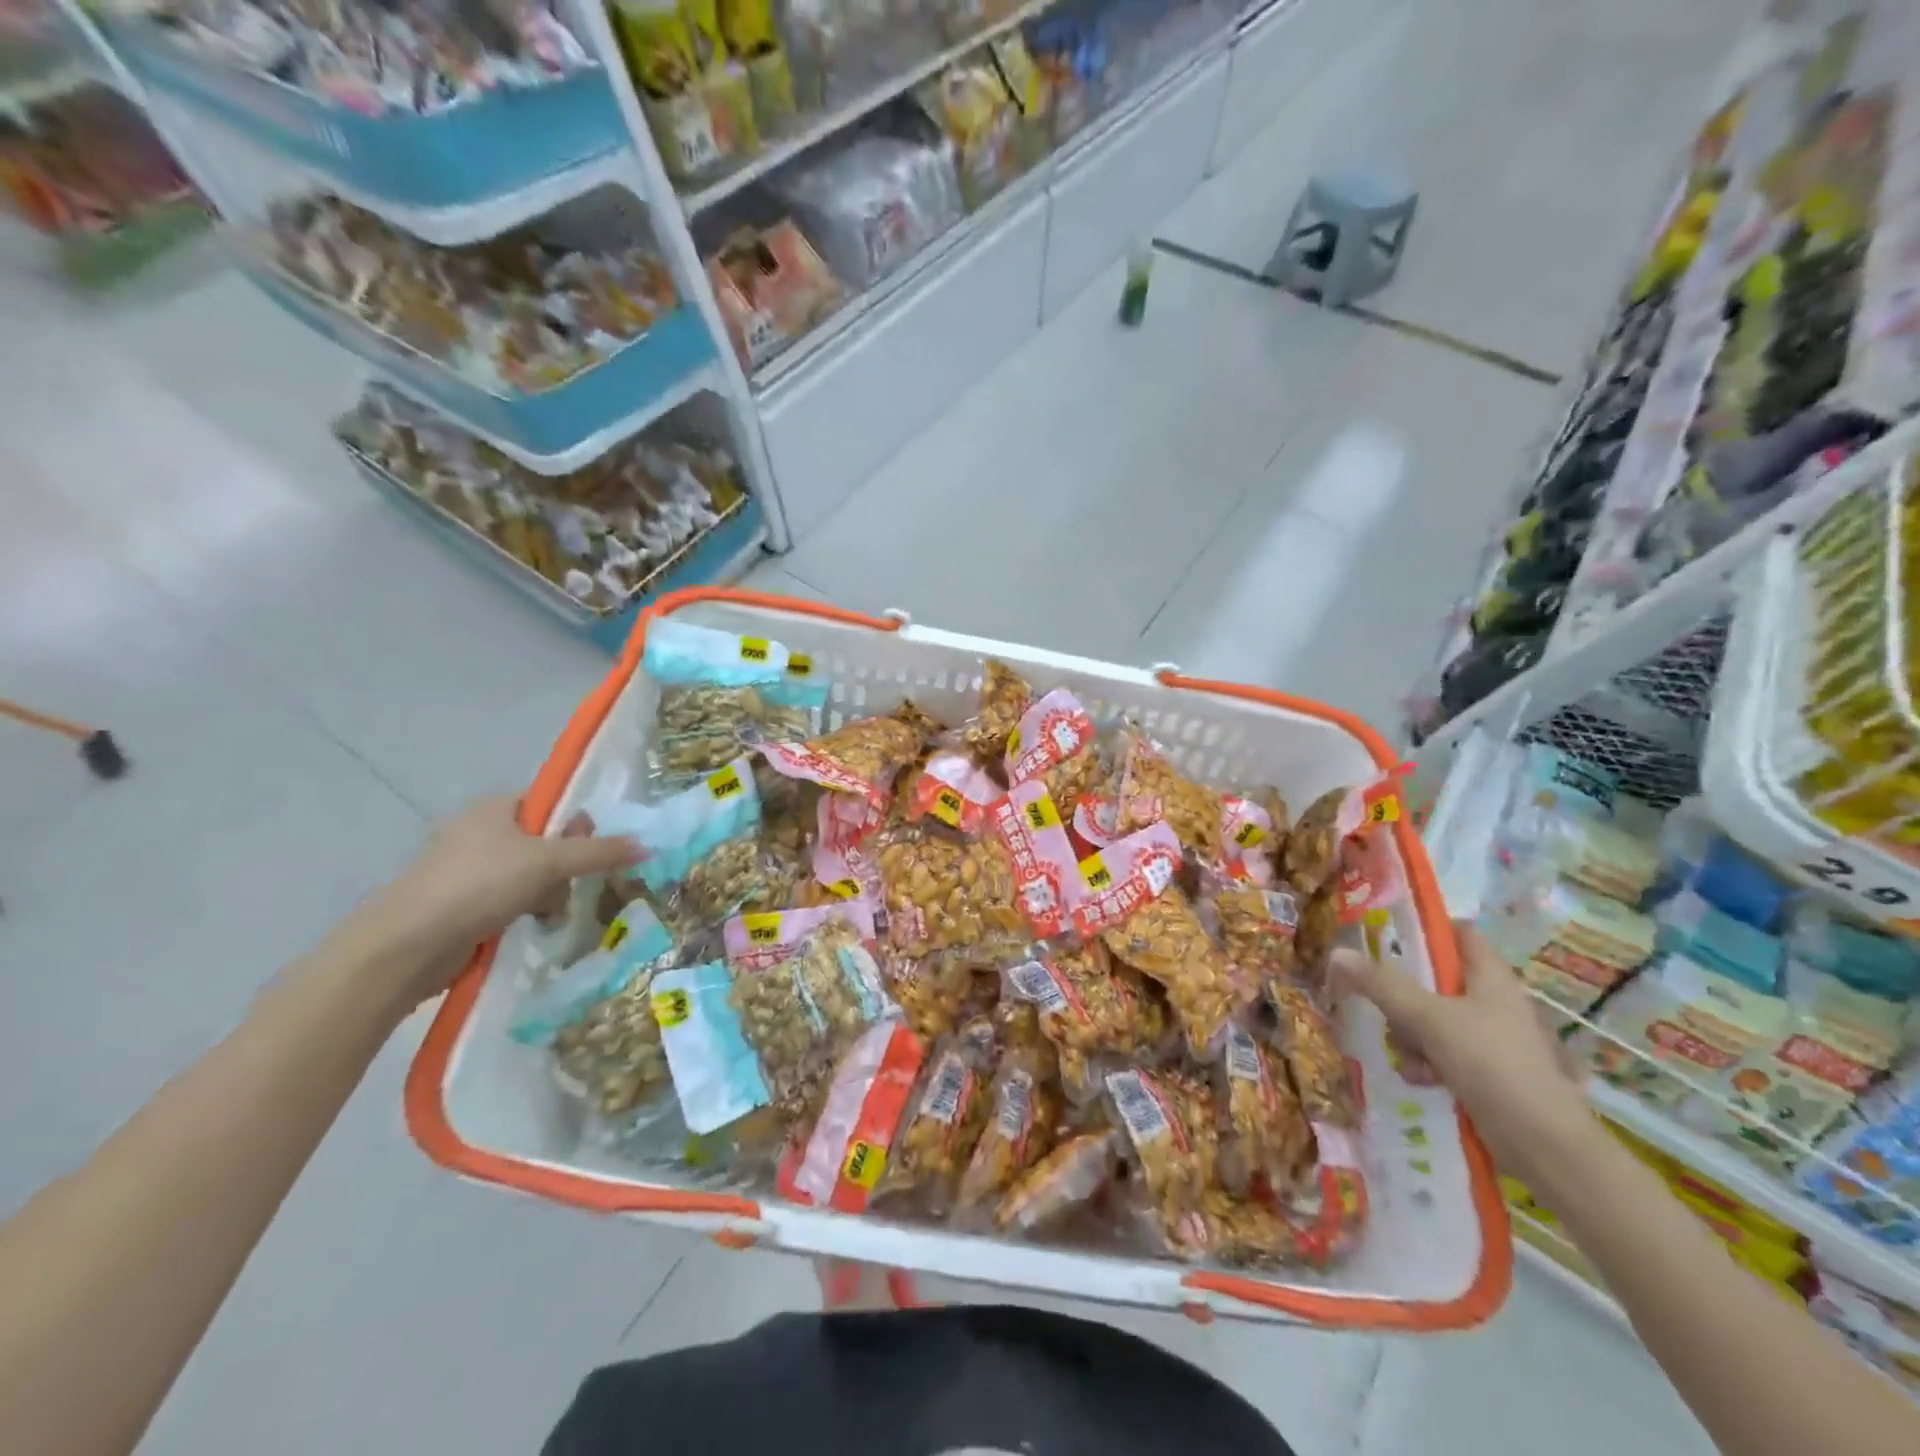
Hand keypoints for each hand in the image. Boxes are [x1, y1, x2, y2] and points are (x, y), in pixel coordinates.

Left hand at [347, 797, 639, 1008]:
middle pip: (545, 841)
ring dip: (549, 895)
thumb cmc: (480, 885)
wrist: (407, 945)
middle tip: (570, 883)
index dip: (575, 822)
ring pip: (531, 875)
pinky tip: (534, 928)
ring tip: (550, 915)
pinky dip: (526, 913)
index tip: (590, 847)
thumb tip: (647, 845)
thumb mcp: (550, 862)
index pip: (548, 803)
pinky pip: (510, 901)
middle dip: (565, 867)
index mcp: (494, 808)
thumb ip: (600, 852)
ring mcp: (466, 870)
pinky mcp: (461, 905)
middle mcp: (479, 832)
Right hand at [1332, 921, 1595, 1182]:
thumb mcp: (1428, 1018)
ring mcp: (1494, 1039)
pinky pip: (1445, 1052)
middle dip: (1404, 994)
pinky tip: (1419, 1078)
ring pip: (1436, 1019)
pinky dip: (1428, 1061)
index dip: (1426, 930)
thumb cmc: (1491, 1064)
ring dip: (1411, 1034)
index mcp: (1492, 978)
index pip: (1459, 933)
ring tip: (1405, 1055)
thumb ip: (1382, 985)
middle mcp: (1495, 1002)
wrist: (1543, 1145)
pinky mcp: (1490, 1072)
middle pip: (1437, 980)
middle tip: (1382, 1004)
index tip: (1387, 938)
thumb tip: (1338, 953)